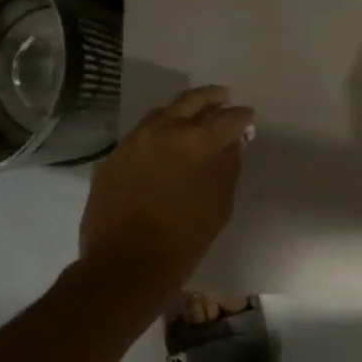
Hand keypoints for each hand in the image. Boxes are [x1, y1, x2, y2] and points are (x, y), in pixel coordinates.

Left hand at [78, 86, 255, 295]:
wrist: (126, 263)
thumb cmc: (184, 238)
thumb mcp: (219, 203)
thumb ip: (227, 166)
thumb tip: (231, 144)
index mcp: (195, 141)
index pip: (227, 119)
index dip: (242, 117)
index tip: (248, 117)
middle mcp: (162, 130)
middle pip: (191, 101)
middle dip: (211, 97)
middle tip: (224, 97)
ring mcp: (133, 142)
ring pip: (161, 114)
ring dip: (180, 113)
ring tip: (193, 120)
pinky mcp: (113, 158)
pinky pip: (139, 137)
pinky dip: (157, 135)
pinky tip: (163, 147)